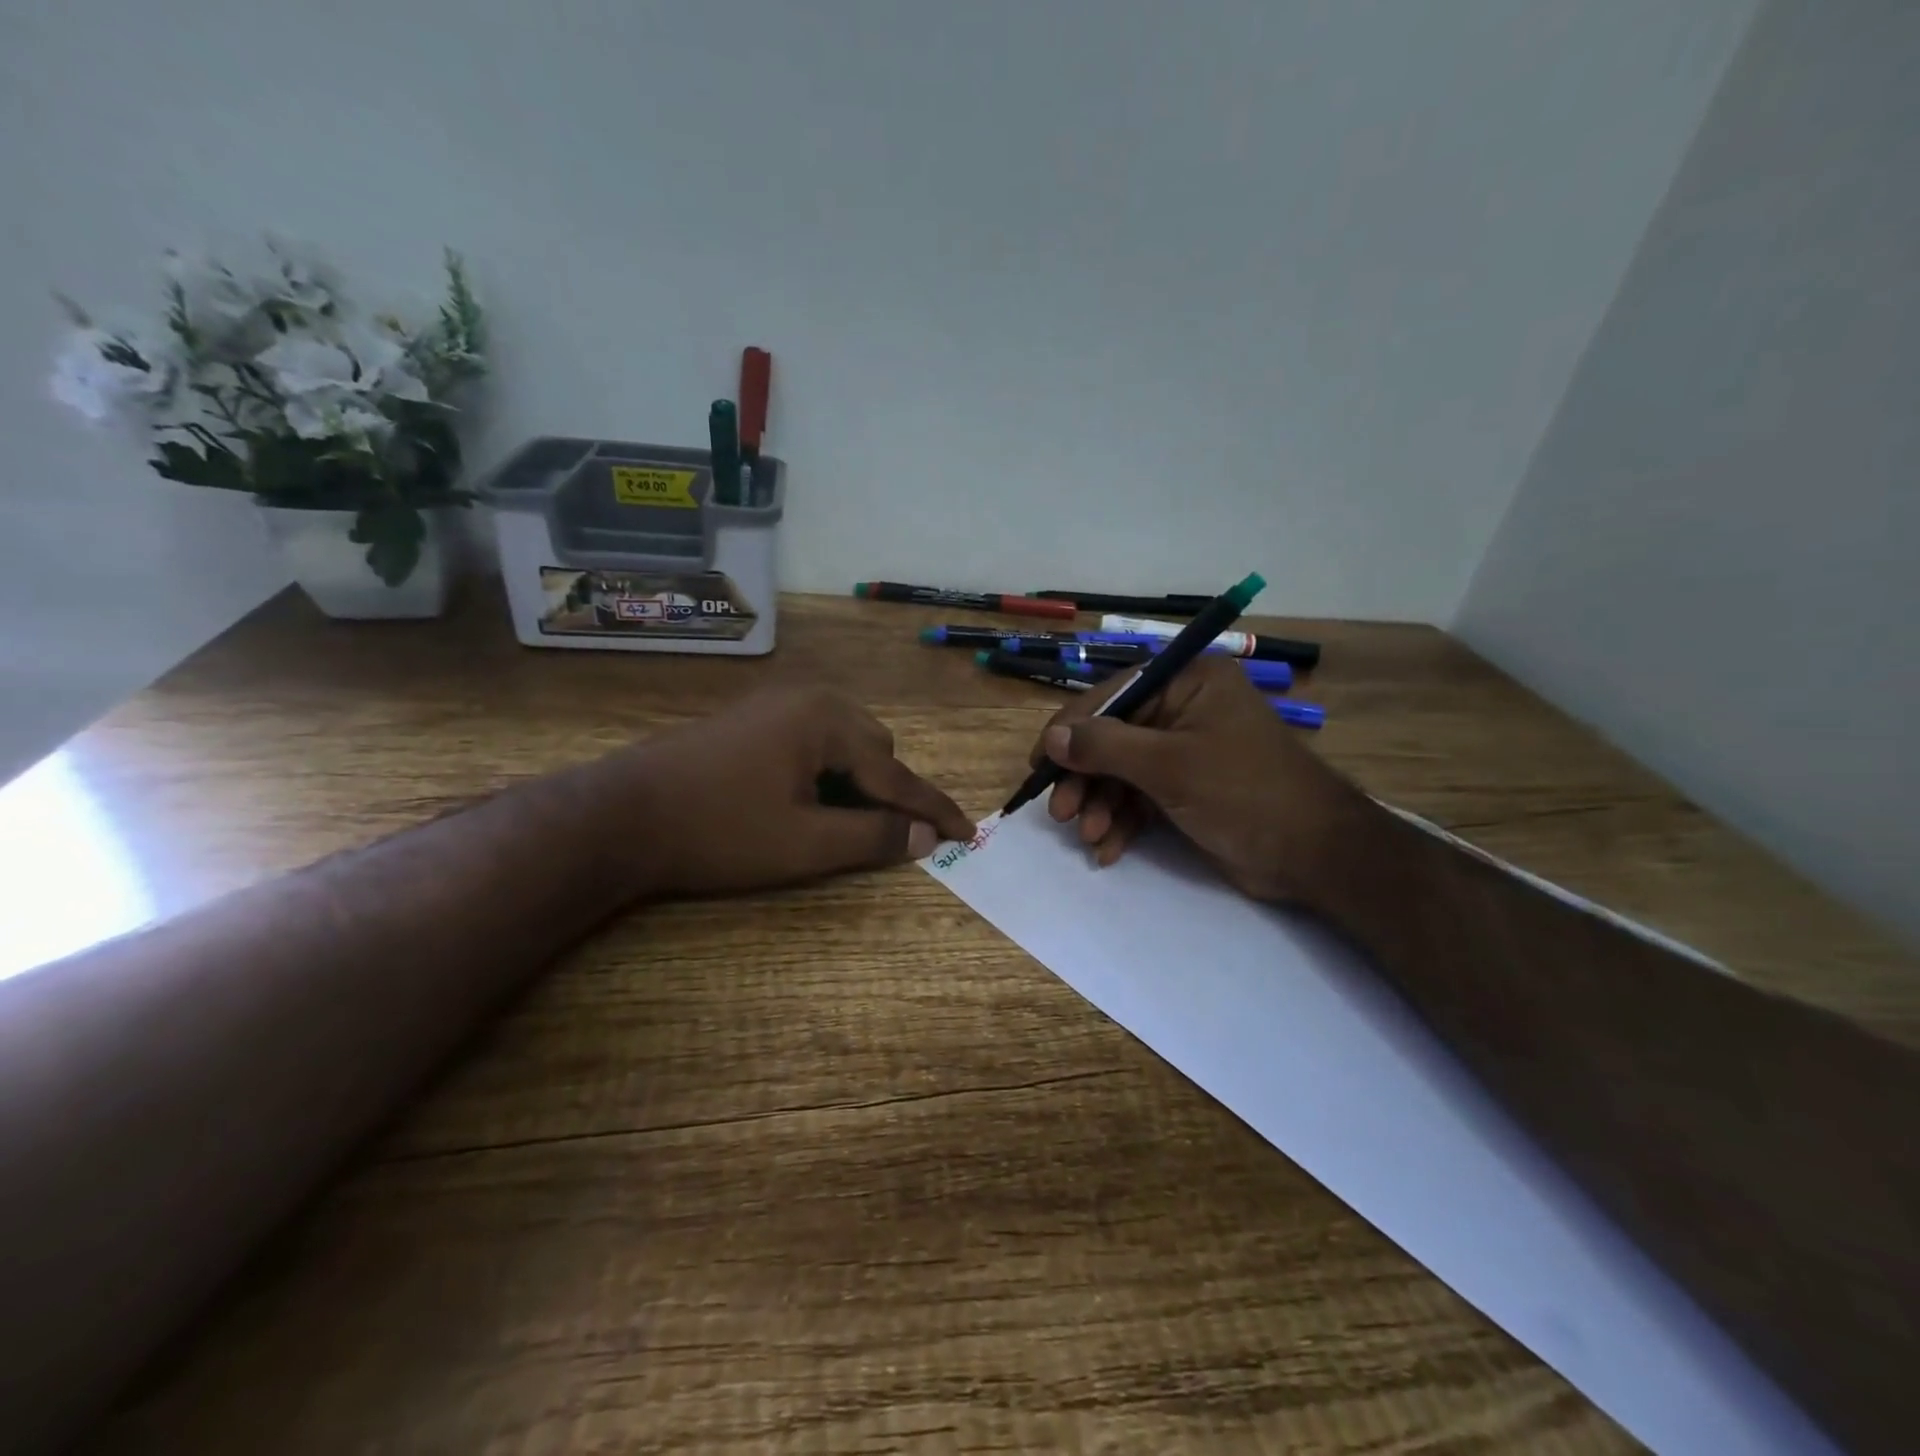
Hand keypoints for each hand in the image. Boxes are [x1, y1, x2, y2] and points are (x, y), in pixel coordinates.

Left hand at [610, 686, 974, 897]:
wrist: (619, 815)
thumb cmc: (719, 831)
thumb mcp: (804, 845)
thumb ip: (873, 837)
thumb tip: (926, 837)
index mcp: (828, 720)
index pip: (896, 773)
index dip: (932, 808)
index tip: (968, 831)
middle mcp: (809, 698)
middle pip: (875, 748)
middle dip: (886, 791)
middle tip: (882, 836)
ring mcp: (777, 703)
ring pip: (844, 742)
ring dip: (856, 781)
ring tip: (838, 821)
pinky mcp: (753, 717)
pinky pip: (813, 739)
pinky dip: (825, 770)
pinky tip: (804, 798)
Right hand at [1030, 656, 1374, 903]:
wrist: (1315, 855)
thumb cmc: (1244, 793)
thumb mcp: (1169, 766)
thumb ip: (1105, 747)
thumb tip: (1053, 738)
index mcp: (1188, 682)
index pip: (1113, 696)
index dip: (1071, 730)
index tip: (1040, 763)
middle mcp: (1185, 709)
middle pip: (1113, 737)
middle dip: (1086, 778)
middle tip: (1060, 813)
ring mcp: (1186, 751)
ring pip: (1123, 772)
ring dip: (1101, 806)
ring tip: (1088, 836)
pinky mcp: (1188, 788)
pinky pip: (1141, 797)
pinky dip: (1123, 822)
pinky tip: (1107, 849)